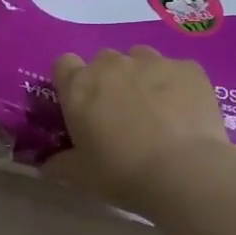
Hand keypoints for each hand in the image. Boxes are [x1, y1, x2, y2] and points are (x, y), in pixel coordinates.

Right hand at [47, 47, 235, 216]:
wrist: (183, 172)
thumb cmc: (121, 173)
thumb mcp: (80, 175)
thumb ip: (59, 164)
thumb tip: (46, 165)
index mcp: (78, 86)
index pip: (64, 64)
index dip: (72, 81)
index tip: (82, 103)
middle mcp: (111, 65)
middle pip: (105, 61)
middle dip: (110, 81)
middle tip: (121, 113)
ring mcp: (152, 62)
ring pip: (141, 59)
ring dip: (143, 77)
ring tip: (156, 109)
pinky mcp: (189, 68)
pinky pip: (178, 70)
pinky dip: (178, 85)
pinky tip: (186, 112)